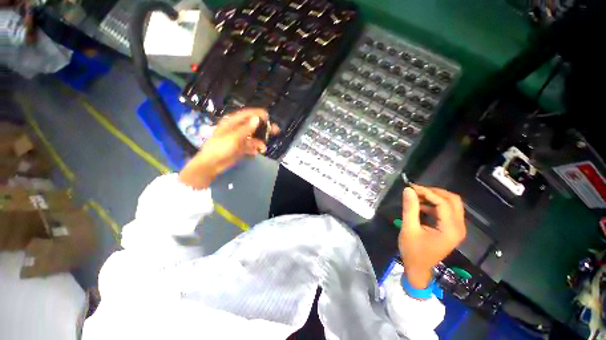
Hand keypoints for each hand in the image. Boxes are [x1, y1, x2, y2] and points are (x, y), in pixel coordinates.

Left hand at [178, 108, 278, 189]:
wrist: (211, 164)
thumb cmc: (220, 148)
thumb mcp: (233, 137)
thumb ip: (246, 128)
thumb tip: (257, 118)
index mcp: (232, 122)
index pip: (247, 114)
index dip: (258, 114)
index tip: (269, 116)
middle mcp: (237, 129)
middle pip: (253, 125)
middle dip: (264, 128)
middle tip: (276, 130)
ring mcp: (240, 139)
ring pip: (254, 137)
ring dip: (260, 141)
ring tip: (264, 148)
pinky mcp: (241, 148)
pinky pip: (251, 146)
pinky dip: (255, 148)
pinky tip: (257, 152)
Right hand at [398, 184, 465, 288]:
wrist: (418, 269)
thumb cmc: (413, 251)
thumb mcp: (409, 229)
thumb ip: (410, 208)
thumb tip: (408, 190)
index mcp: (450, 229)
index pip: (443, 203)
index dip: (427, 192)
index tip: (411, 187)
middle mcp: (458, 227)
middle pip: (453, 200)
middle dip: (434, 192)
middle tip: (416, 190)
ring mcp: (456, 229)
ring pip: (451, 204)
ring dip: (434, 197)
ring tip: (416, 196)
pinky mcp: (451, 229)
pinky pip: (446, 211)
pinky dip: (434, 205)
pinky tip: (421, 205)